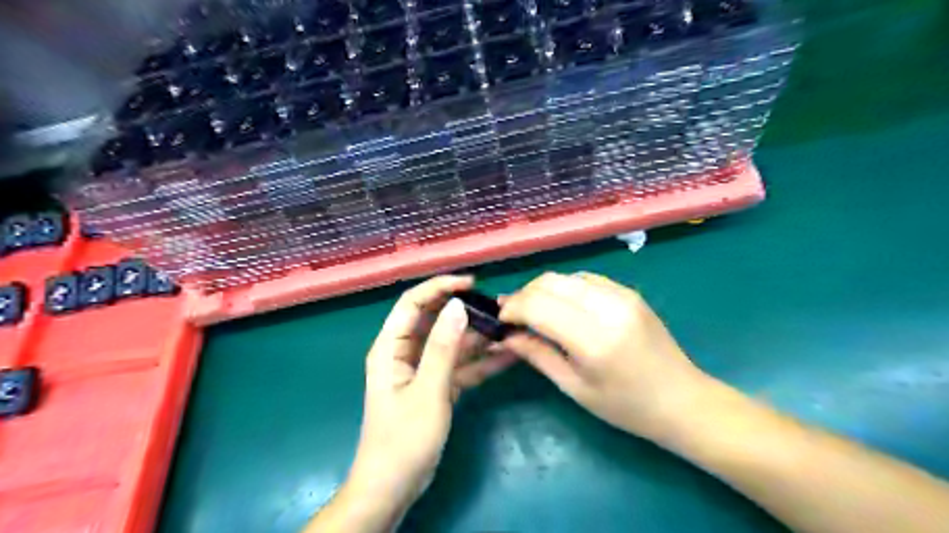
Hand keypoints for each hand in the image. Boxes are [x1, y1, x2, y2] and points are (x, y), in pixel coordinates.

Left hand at [348, 276, 514, 512]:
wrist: (395, 488)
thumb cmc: (403, 440)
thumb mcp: (427, 392)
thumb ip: (442, 349)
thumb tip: (458, 306)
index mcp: (391, 348)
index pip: (413, 303)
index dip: (440, 287)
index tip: (471, 283)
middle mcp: (405, 353)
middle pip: (435, 320)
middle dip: (465, 312)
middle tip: (497, 307)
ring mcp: (423, 370)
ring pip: (452, 343)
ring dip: (478, 337)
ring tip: (509, 329)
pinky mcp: (437, 386)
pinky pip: (460, 366)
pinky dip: (480, 362)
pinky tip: (507, 356)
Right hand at [499, 272, 716, 439]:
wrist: (683, 400)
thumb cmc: (626, 407)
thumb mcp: (575, 388)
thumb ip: (537, 355)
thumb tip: (504, 335)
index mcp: (594, 339)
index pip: (538, 305)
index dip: (512, 308)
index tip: (500, 321)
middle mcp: (608, 307)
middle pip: (549, 282)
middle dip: (524, 295)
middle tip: (514, 316)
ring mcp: (622, 295)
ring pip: (565, 276)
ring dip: (543, 290)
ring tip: (536, 312)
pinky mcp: (629, 292)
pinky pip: (585, 279)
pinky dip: (565, 289)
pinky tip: (563, 308)